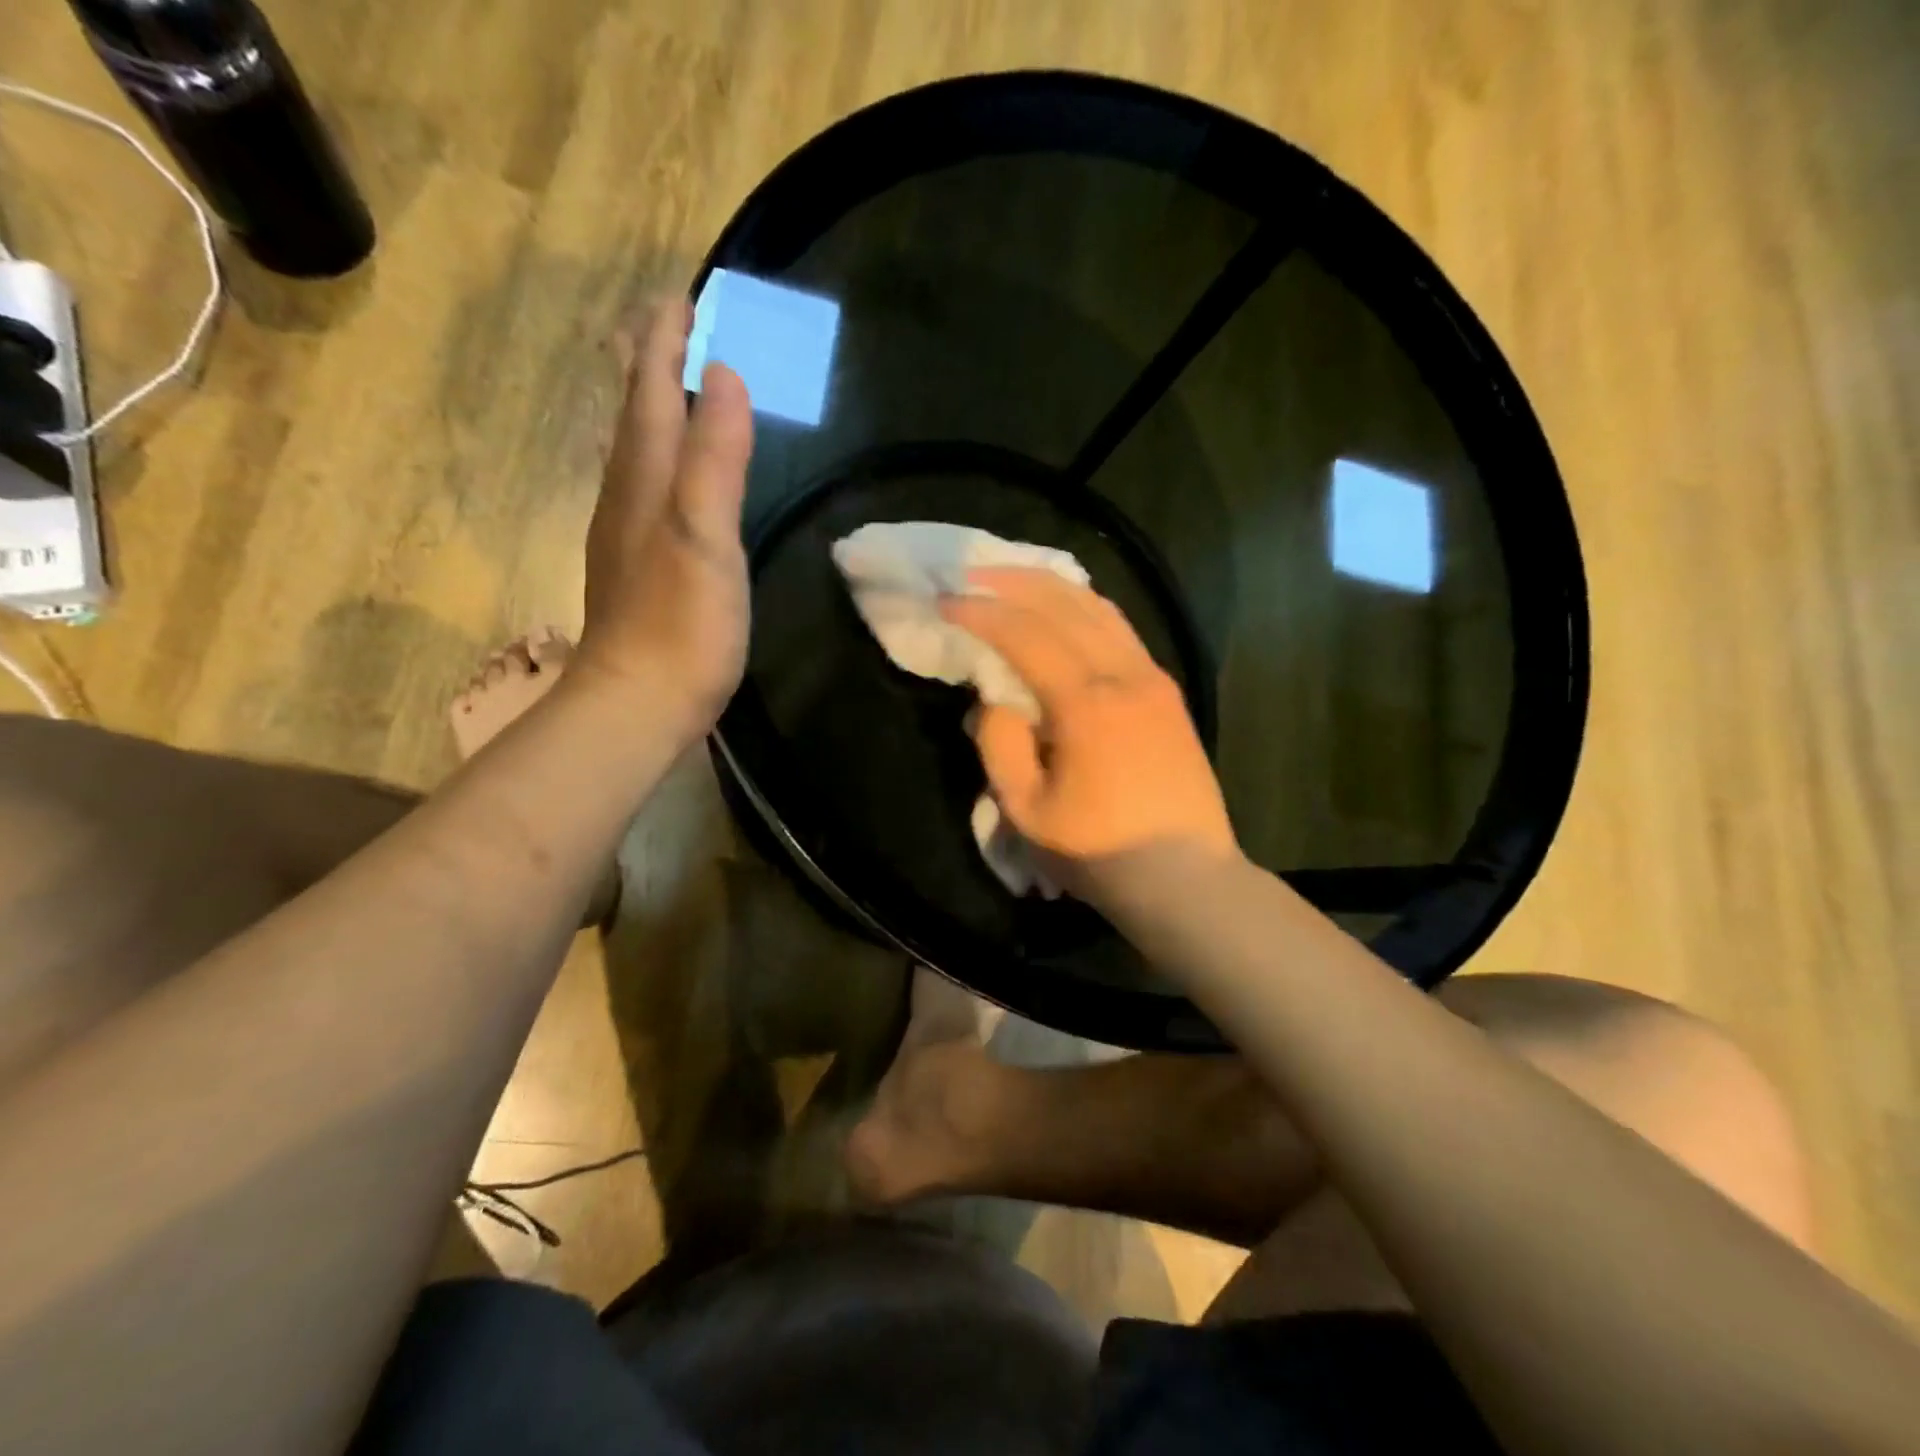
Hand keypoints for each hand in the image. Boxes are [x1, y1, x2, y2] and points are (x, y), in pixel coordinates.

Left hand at [571, 300, 754, 741]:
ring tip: (673, 382)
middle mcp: (627, 497)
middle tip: (671, 324)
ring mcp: (628, 535)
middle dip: (652, 364)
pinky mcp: (638, 568)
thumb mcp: (705, 537)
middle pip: (636, 414)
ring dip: (653, 408)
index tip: (682, 296)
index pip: (653, 393)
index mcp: (646, 481)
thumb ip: (713, 460)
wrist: (638, 704)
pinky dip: (660, 458)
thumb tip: (725, 376)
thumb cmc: (681, 625)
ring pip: (636, 452)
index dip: (666, 344)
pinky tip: (671, 474)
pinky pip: (646, 489)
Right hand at [940, 568, 1238, 904]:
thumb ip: (1000, 745)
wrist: (1186, 878)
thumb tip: (994, 699)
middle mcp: (1125, 674)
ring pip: (1100, 609)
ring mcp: (1153, 678)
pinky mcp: (1167, 691)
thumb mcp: (1027, 811)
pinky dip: (1087, 608)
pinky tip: (1067, 608)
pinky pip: (1122, 630)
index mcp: (1086, 703)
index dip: (981, 612)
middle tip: (973, 572)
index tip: (944, 600)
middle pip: (1065, 604)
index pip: (1025, 635)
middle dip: (1014, 582)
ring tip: (1014, 578)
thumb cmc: (1100, 852)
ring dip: (1052, 586)